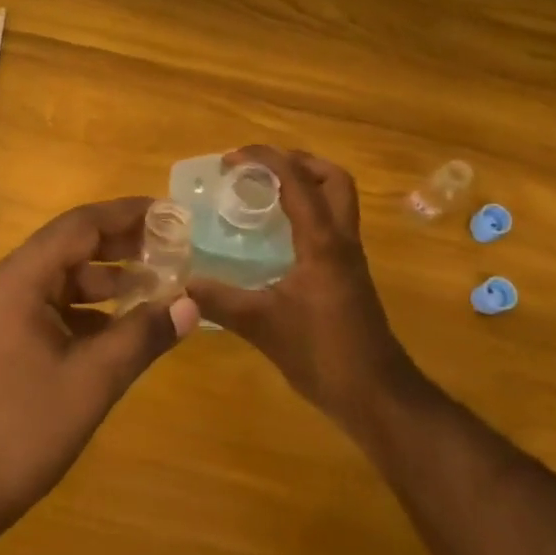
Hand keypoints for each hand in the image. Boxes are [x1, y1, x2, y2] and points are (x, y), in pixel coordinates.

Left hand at [0, 197, 198, 539]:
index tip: (170, 212)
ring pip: (60, 278)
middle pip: (69, 247)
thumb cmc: (21, 430)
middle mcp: (4, 283)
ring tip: (157, 284)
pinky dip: (86, 309)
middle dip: (121, 245)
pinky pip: (49, 306)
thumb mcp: (92, 381)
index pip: (78, 226)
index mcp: (17, 280)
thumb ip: (142, 336)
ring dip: (106, 279)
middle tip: (171, 246)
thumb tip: (192, 304)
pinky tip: (121, 325)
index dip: (126, 214)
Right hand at [187, 147, 421, 433]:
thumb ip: (219, 300)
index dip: (265, 159)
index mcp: (322, 241)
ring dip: (305, 185)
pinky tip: (276, 235)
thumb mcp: (262, 326)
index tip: (230, 159)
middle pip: (333, 179)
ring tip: (264, 193)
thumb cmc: (322, 353)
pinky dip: (306, 213)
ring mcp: (348, 257)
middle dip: (297, 162)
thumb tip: (179, 284)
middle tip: (259, 168)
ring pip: (337, 201)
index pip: (297, 180)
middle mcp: (341, 239)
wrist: (376, 395)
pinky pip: (330, 225)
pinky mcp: (348, 275)